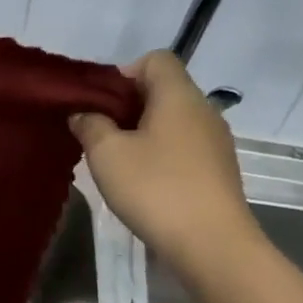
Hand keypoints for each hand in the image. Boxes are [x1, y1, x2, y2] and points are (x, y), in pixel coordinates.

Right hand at [71, 51, 258, 274]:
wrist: (211, 243)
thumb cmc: (155, 188)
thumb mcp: (107, 154)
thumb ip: (90, 126)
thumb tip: (84, 114)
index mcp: (179, 96)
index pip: (156, 59)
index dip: (124, 73)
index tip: (100, 103)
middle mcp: (203, 110)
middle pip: (164, 90)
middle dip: (128, 106)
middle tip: (100, 134)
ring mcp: (216, 142)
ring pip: (173, 121)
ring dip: (143, 133)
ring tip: (118, 162)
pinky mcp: (218, 171)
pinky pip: (184, 148)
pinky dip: (161, 155)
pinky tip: (144, 183)